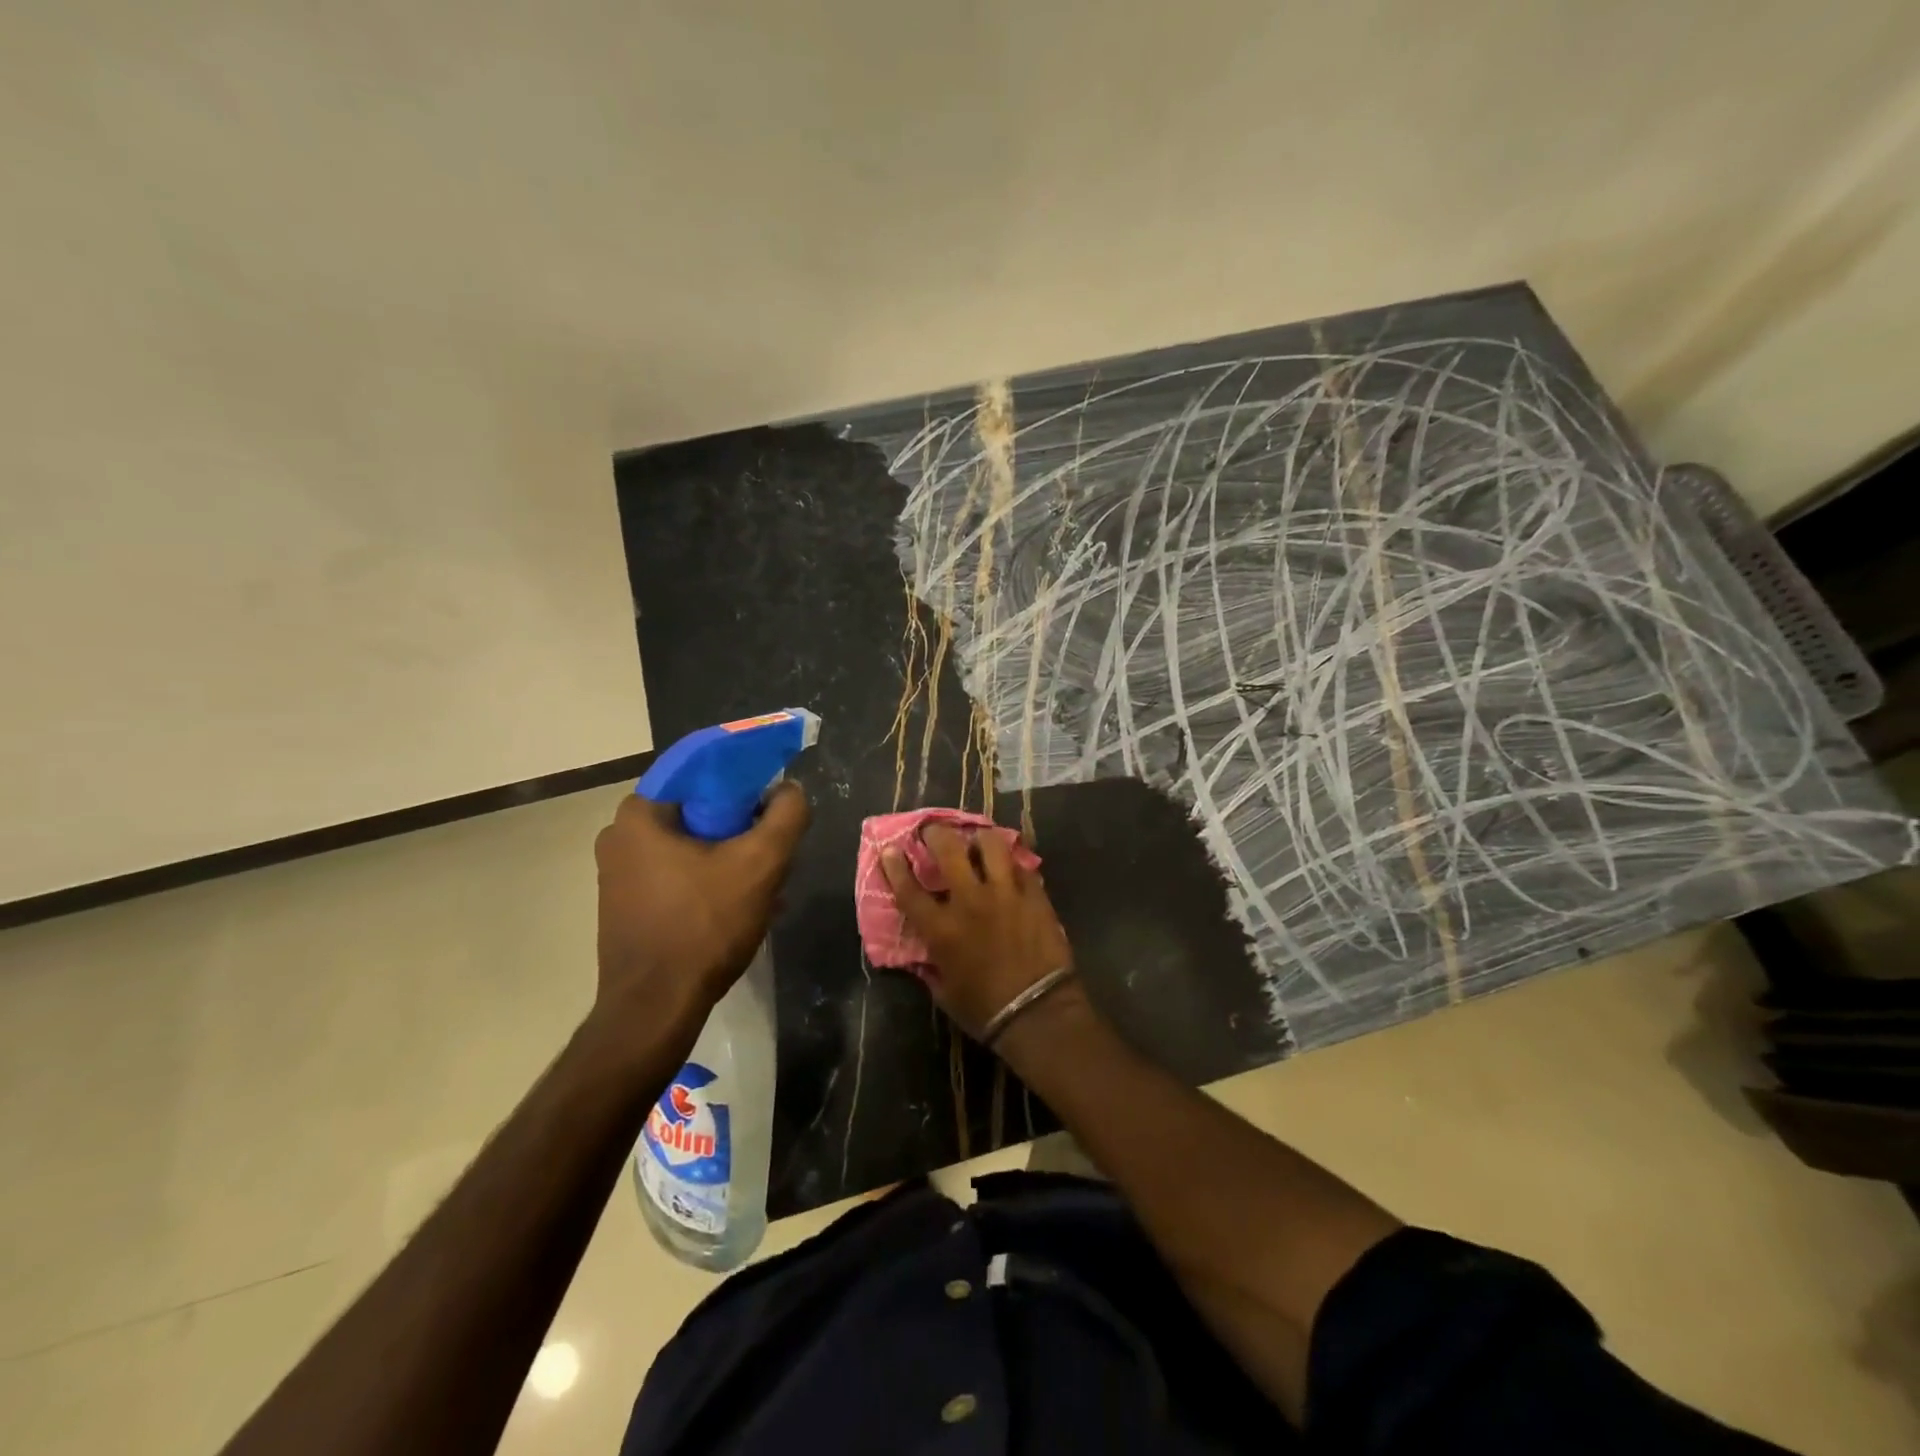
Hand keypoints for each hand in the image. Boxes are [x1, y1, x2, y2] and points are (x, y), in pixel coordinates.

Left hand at [592, 783, 810, 1035]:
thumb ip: (786, 815)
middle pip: (699, 813)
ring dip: (730, 859)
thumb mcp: (761, 864)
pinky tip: (741, 908)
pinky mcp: (625, 906)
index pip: (701, 773)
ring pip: (691, 847)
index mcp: (640, 814)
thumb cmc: (704, 926)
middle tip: (774, 851)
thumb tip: (789, 789)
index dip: (745, 781)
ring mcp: (617, 874)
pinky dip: (709, 881)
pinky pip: (677, 875)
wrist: (655, 1009)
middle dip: (742, 829)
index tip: (773, 804)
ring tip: (767, 886)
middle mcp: (619, 837)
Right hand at [880, 824, 1075, 1042]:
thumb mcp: (944, 991)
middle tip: (934, 831)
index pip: (909, 889)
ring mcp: (1005, 894)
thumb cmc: (984, 1010)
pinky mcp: (1034, 896)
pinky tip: (1010, 867)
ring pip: (991, 846)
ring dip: (980, 840)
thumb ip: (930, 966)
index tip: (890, 848)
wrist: (1038, 1013)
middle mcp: (970, 901)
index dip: (895, 866)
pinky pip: (1022, 866)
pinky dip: (1012, 864)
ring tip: (978, 841)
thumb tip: (923, 955)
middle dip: (937, 834)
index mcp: (941, 928)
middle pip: (949, 850)